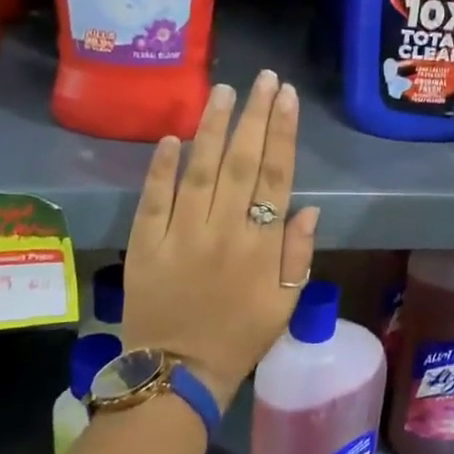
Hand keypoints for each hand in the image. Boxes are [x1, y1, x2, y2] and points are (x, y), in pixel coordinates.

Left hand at [120, 71, 319, 410]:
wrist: (177, 374)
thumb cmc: (240, 337)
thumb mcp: (285, 304)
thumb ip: (298, 255)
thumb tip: (307, 207)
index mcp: (261, 246)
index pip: (276, 177)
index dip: (282, 134)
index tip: (287, 97)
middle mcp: (223, 232)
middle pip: (242, 163)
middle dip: (254, 117)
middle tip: (263, 79)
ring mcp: (180, 235)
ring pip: (199, 171)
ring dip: (212, 129)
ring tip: (223, 91)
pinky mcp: (145, 245)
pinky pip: (153, 199)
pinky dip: (161, 167)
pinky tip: (171, 137)